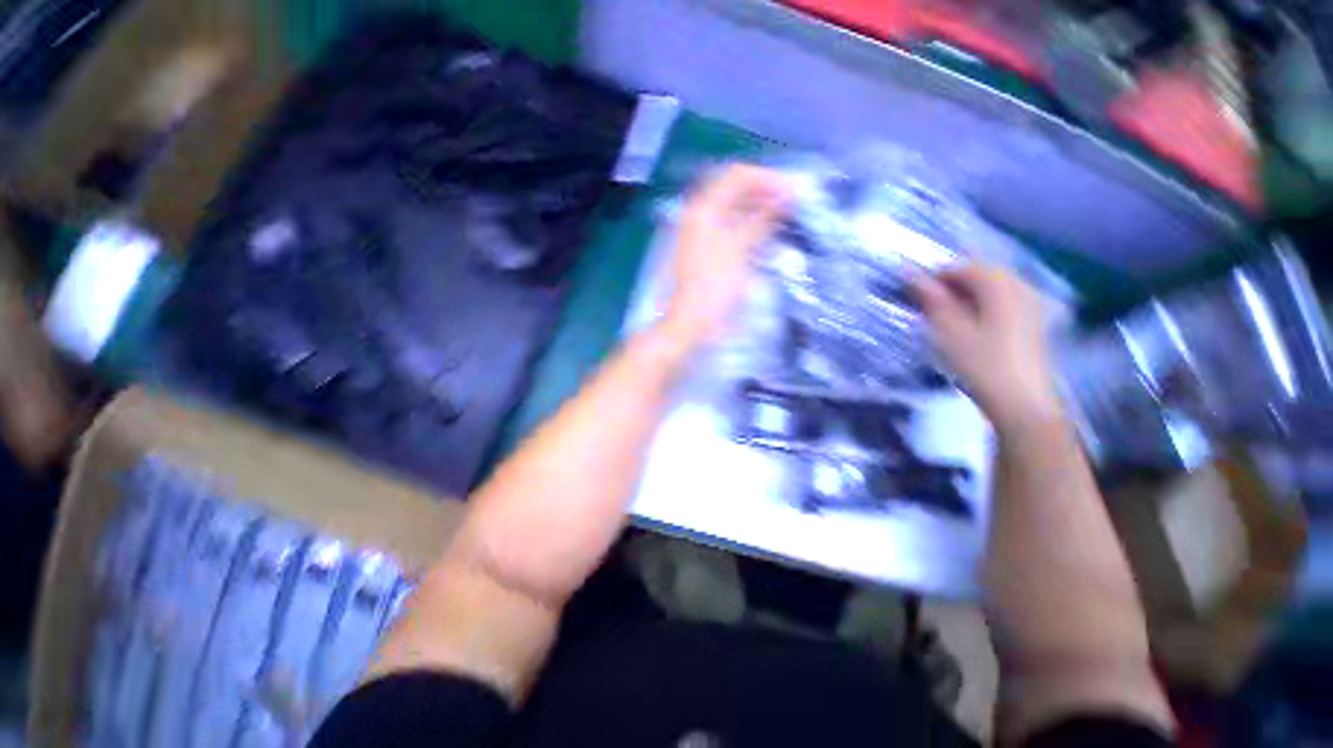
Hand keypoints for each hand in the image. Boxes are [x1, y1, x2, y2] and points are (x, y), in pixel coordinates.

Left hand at [664, 165, 791, 347]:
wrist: (690, 321)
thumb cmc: (714, 287)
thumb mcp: (740, 251)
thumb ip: (762, 219)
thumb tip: (789, 193)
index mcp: (704, 209)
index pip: (737, 175)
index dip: (767, 178)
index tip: (795, 190)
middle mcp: (698, 213)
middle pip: (732, 188)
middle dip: (763, 190)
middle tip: (792, 201)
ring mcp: (698, 231)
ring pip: (730, 207)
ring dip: (756, 206)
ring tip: (783, 215)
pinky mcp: (703, 248)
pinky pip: (727, 224)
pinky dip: (746, 223)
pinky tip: (763, 231)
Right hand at [914, 264, 1061, 432]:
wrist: (1020, 401)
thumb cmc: (979, 363)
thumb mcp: (947, 329)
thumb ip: (930, 297)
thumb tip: (908, 270)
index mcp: (1000, 284)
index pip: (961, 266)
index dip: (934, 278)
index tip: (915, 299)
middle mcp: (1021, 285)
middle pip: (979, 274)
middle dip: (951, 287)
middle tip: (929, 311)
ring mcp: (1032, 303)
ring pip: (991, 288)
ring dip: (966, 297)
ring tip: (947, 321)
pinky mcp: (1033, 321)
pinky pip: (1003, 301)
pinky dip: (982, 307)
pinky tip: (971, 329)